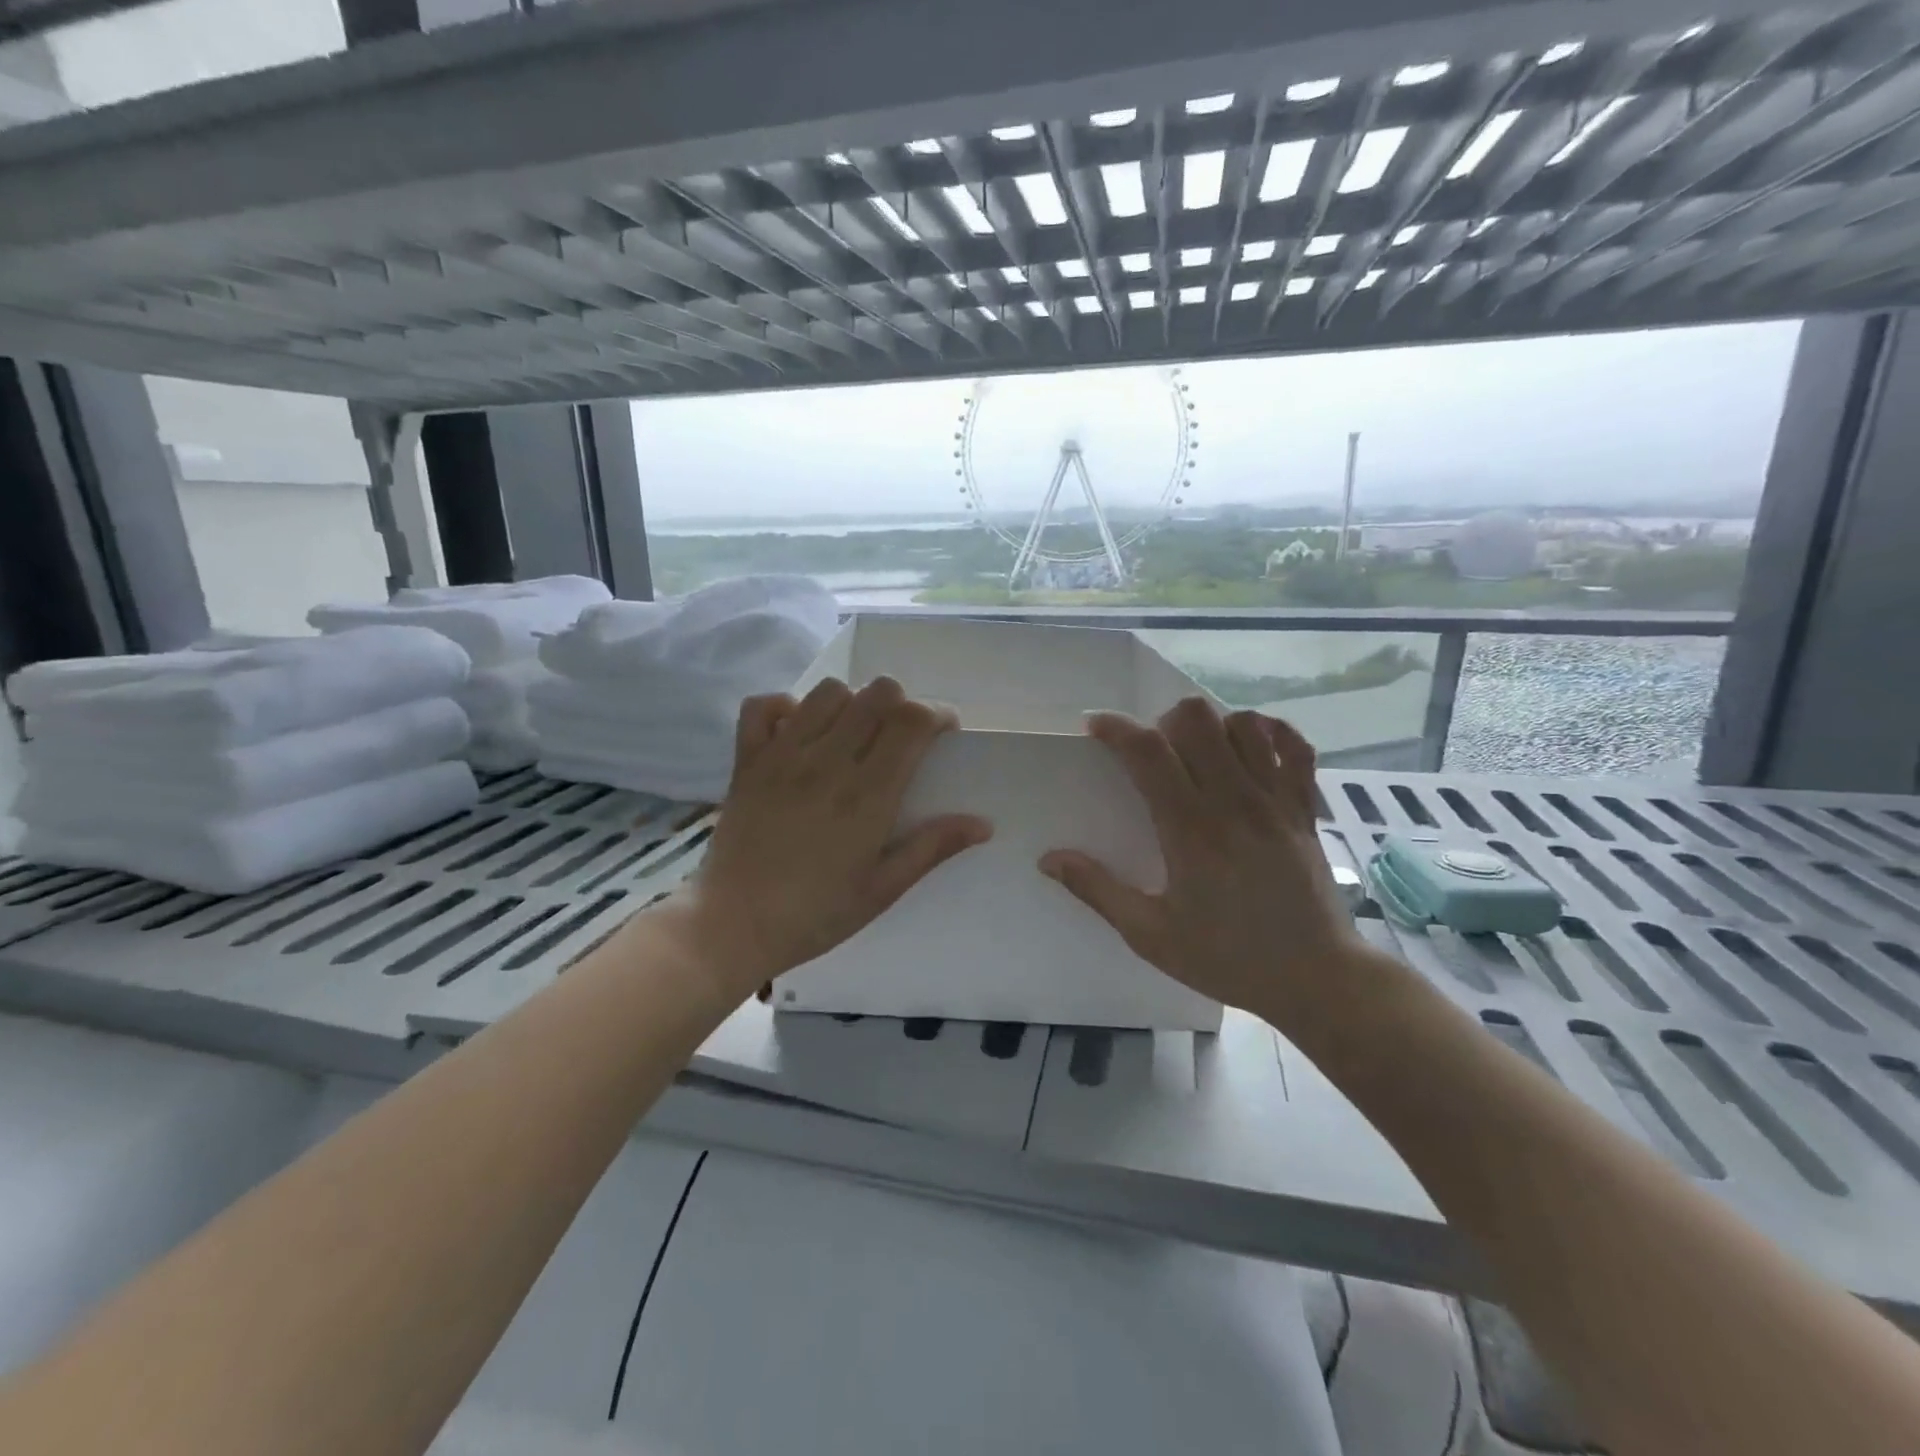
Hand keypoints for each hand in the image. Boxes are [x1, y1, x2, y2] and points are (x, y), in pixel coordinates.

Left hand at [674, 676, 991, 999]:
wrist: (732, 926)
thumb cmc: (816, 914)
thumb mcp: (883, 889)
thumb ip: (932, 848)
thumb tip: (983, 823)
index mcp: (868, 794)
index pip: (912, 720)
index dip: (938, 714)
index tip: (944, 733)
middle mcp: (828, 761)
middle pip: (878, 693)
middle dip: (901, 704)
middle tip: (901, 738)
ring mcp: (783, 755)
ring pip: (829, 691)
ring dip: (852, 703)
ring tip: (853, 734)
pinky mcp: (747, 760)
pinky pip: (763, 705)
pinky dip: (786, 707)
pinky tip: (799, 733)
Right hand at [1039, 699, 1364, 1027]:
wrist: (1317, 978)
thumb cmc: (1228, 958)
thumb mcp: (1151, 935)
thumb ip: (1098, 890)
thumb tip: (1049, 859)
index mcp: (1190, 828)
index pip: (1148, 751)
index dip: (1116, 728)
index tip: (1095, 727)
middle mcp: (1233, 800)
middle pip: (1196, 718)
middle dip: (1162, 722)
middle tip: (1152, 753)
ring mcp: (1275, 799)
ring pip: (1242, 723)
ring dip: (1211, 727)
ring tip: (1196, 754)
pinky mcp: (1304, 808)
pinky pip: (1294, 746)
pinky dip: (1269, 734)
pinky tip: (1250, 750)